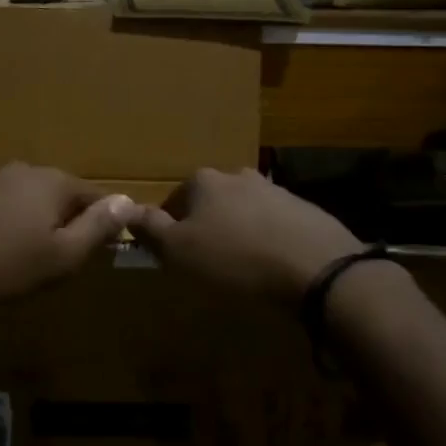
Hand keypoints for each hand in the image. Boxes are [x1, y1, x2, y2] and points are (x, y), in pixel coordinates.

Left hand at [0, 164, 140, 304]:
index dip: (104, 220)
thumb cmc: (2, 264)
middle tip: (60, 255)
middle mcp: (22, 171)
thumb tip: (129, 202)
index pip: (94, 195)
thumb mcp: (61, 256)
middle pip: (57, 193)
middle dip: (64, 219)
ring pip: (22, 198)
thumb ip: (97, 228)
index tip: (103, 246)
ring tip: (22, 254)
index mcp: (53, 183)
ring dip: (29, 219)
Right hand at [134, 167, 369, 302]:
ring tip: (243, 267)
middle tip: (208, 262)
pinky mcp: (305, 210)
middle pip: (210, 203)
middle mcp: (238, 176)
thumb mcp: (178, 250)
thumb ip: (150, 228)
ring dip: (238, 232)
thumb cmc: (235, 260)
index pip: (173, 200)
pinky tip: (272, 265)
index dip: (170, 229)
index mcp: (203, 181)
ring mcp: (275, 190)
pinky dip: (268, 240)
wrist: (317, 268)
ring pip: (243, 211)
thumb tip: (127, 209)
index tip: (175, 256)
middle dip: (206, 227)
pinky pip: (274, 224)